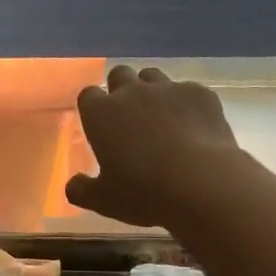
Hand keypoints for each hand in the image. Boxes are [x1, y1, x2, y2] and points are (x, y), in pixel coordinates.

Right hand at [65, 65, 241, 226]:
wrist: (203, 184)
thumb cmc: (143, 192)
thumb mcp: (103, 201)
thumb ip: (81, 190)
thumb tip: (73, 185)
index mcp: (101, 114)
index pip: (88, 95)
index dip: (93, 108)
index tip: (99, 125)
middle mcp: (132, 92)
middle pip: (120, 75)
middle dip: (121, 90)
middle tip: (129, 118)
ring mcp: (168, 89)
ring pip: (153, 76)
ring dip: (152, 91)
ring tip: (161, 118)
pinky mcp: (200, 93)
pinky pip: (187, 91)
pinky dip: (186, 104)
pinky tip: (193, 127)